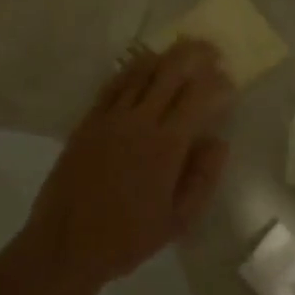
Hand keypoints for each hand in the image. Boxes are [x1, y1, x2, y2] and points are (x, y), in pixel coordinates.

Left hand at [22, 41, 236, 294]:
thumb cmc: (128, 237)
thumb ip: (203, 177)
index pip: (198, 97)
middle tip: (210, 50)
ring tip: (180, 50)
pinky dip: (132, 70)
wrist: (66, 244)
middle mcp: (139, 121)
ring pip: (141, 71)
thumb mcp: (178, 219)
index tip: (229, 79)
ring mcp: (110, 117)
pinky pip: (113, 84)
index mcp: (166, 145)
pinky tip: (142, 67)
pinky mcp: (88, 121)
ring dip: (164, 56)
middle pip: (170, 72)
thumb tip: (218, 141)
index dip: (217, 82)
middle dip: (194, 55)